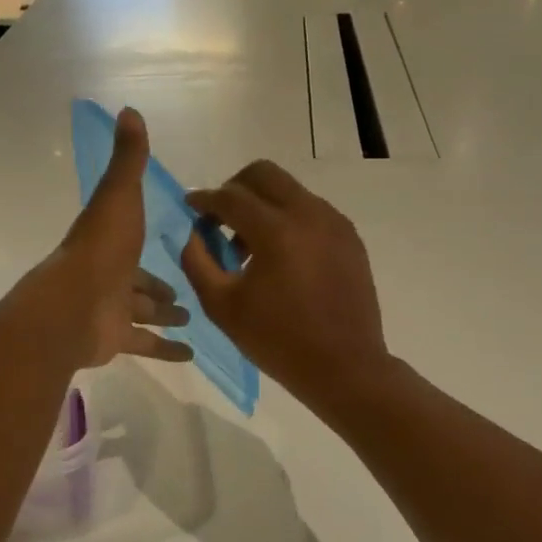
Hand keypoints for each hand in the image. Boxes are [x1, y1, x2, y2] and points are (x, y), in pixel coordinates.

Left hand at [53, 106, 192, 367]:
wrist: (73, 307)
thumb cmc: (101, 249)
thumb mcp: (119, 196)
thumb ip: (128, 160)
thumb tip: (128, 110)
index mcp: (109, 242)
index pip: (132, 239)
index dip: (152, 240)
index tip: (180, 245)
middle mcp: (109, 276)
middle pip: (139, 281)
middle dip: (160, 286)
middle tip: (187, 291)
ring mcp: (111, 310)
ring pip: (142, 313)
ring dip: (165, 316)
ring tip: (193, 317)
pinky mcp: (115, 340)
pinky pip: (145, 344)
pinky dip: (166, 350)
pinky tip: (190, 355)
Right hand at [179, 160, 386, 406]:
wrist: (344, 367)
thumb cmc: (278, 341)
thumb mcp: (222, 306)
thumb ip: (198, 261)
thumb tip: (194, 233)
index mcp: (276, 230)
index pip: (231, 197)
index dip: (205, 199)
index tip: (191, 207)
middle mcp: (309, 214)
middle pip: (264, 174)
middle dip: (235, 188)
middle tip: (221, 218)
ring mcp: (335, 223)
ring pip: (290, 190)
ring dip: (263, 205)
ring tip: (250, 248)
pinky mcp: (350, 237)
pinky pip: (311, 211)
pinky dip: (288, 220)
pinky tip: (281, 258)